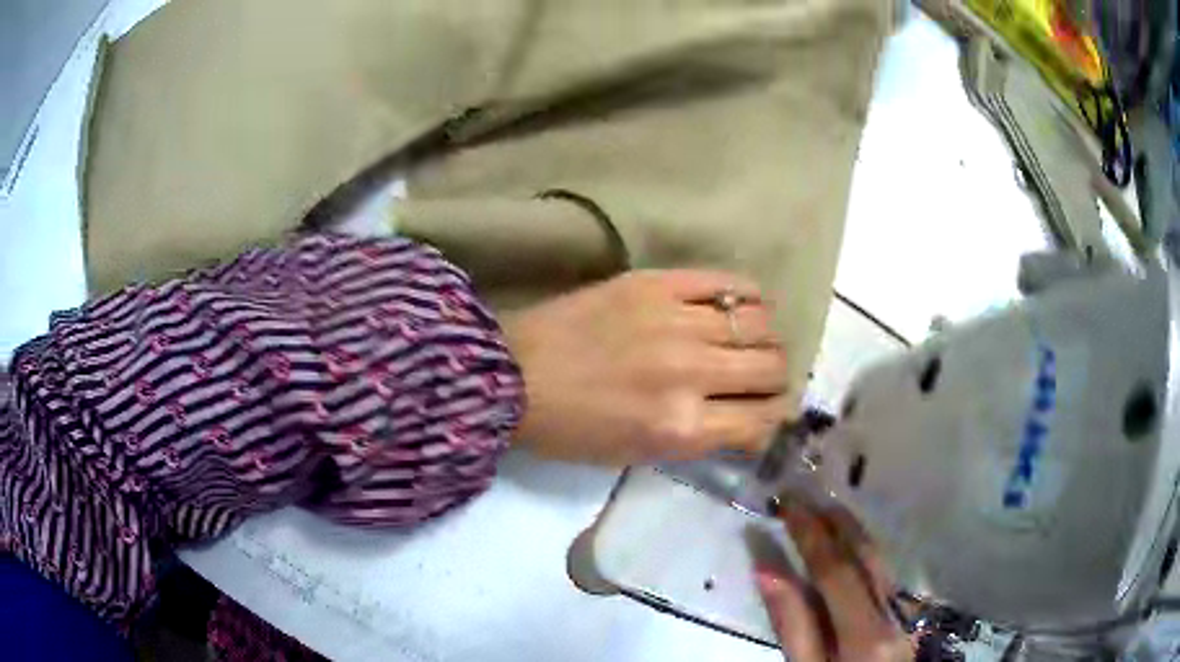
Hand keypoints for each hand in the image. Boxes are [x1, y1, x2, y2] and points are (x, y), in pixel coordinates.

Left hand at [502, 269, 790, 464]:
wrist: (512, 375)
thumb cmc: (570, 428)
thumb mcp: (638, 454)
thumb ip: (700, 439)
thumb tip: (749, 420)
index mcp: (681, 427)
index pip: (762, 420)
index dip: (774, 417)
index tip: (769, 411)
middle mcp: (691, 373)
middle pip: (770, 367)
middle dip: (776, 378)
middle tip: (762, 377)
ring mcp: (677, 322)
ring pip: (759, 323)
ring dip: (766, 338)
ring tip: (752, 341)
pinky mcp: (658, 283)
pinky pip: (727, 281)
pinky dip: (748, 296)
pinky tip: (744, 305)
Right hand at [757, 502, 911, 660]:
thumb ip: (792, 626)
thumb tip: (767, 571)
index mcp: (864, 632)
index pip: (835, 569)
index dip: (810, 533)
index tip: (788, 503)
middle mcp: (890, 612)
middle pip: (864, 556)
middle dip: (834, 521)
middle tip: (805, 494)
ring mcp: (901, 609)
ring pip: (879, 559)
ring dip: (851, 530)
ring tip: (826, 507)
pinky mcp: (902, 612)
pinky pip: (883, 571)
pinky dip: (864, 549)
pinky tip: (851, 543)